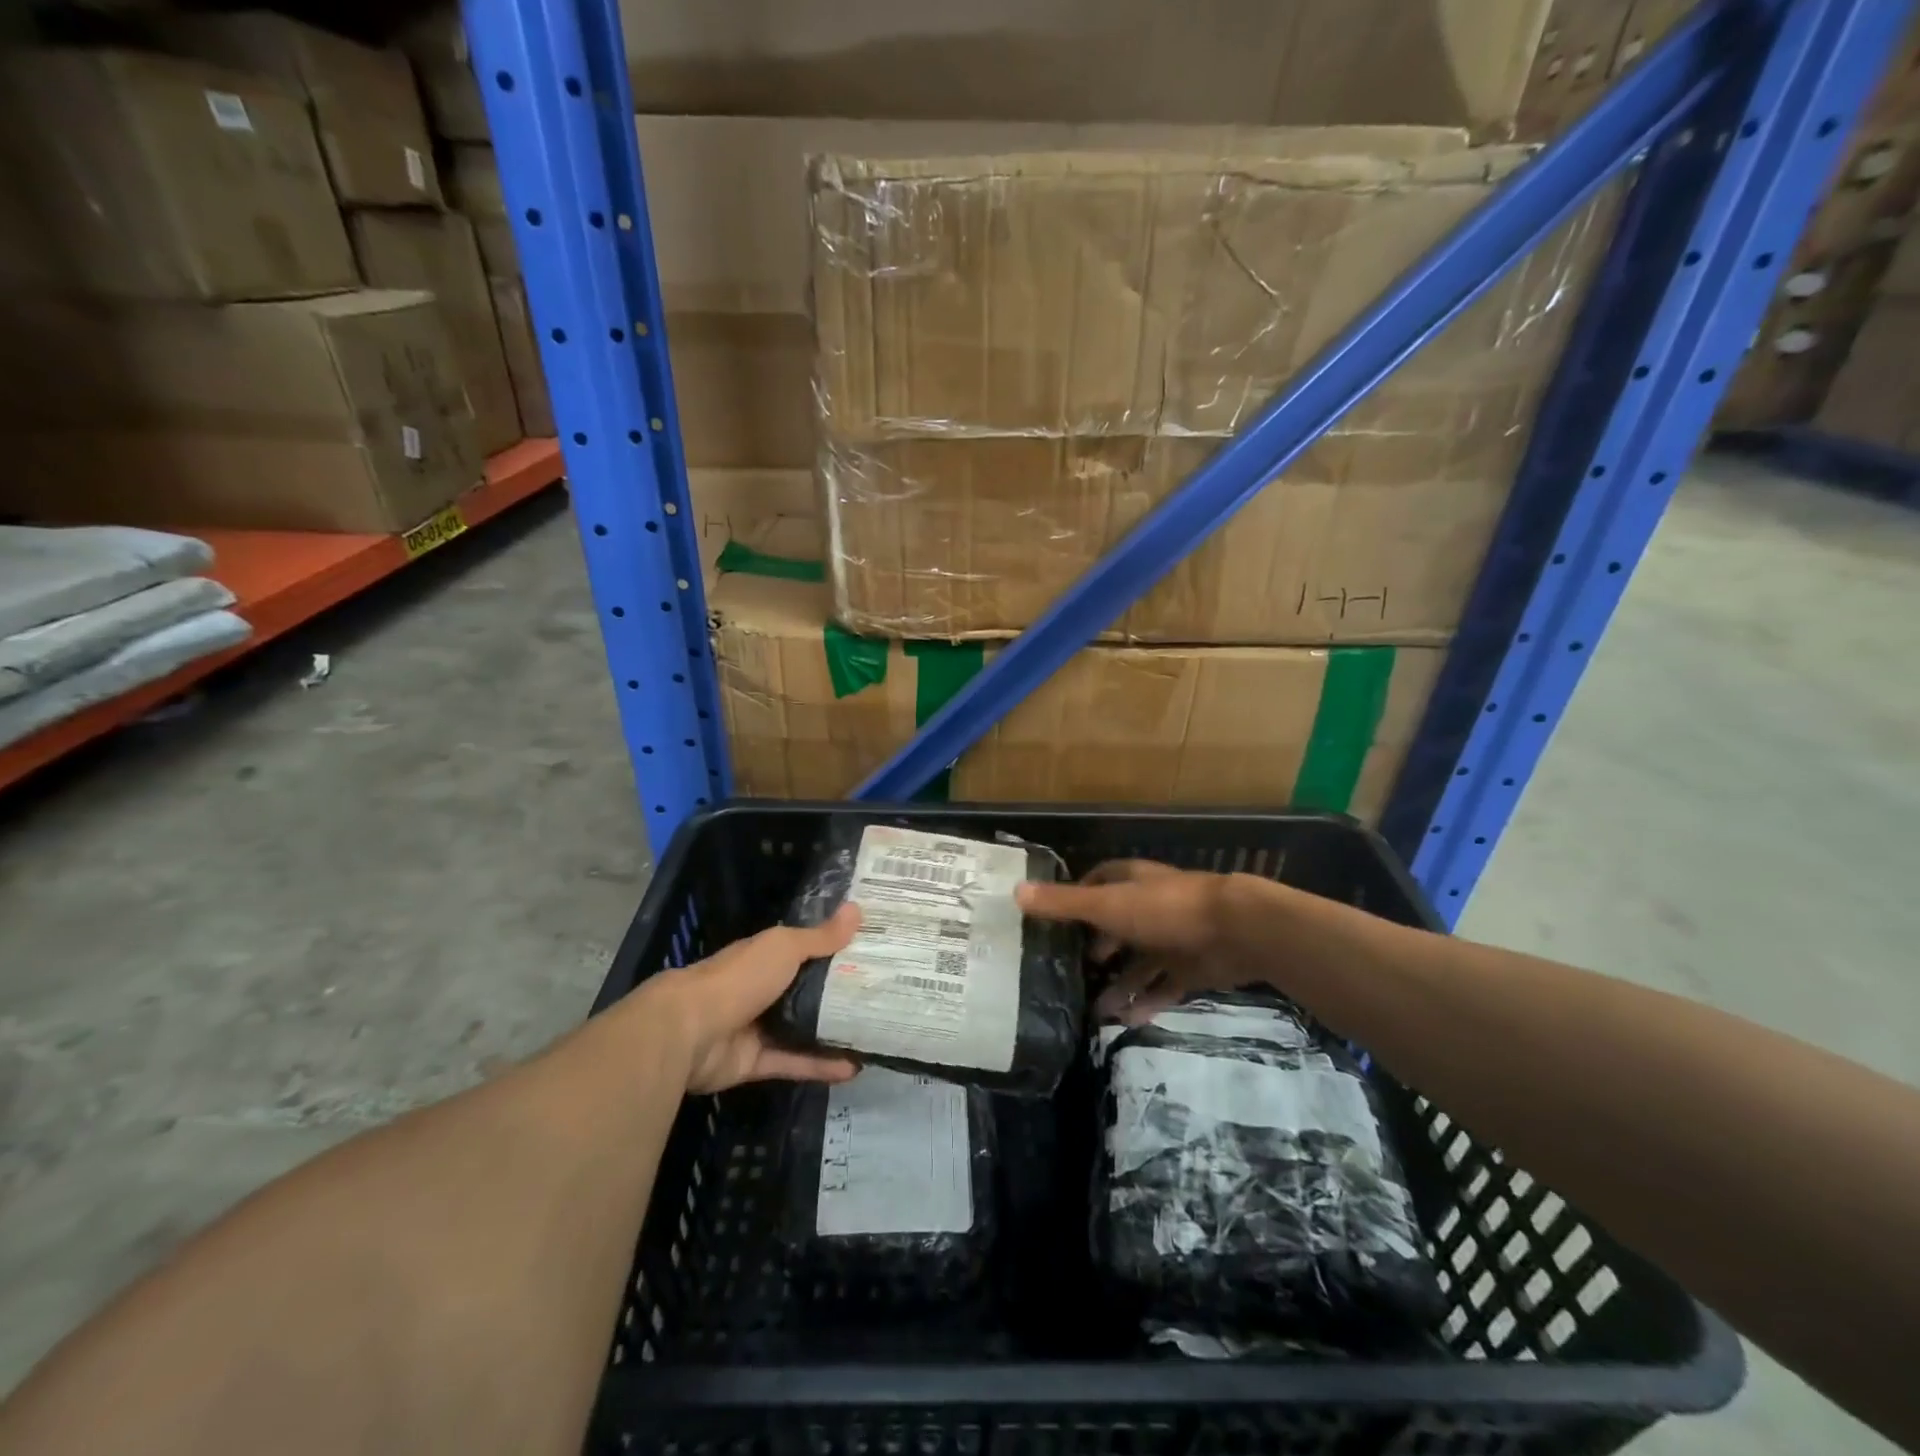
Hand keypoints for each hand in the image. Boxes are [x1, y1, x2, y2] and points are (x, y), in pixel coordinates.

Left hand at [645, 906, 863, 1093]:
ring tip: (873, 1033)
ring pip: (802, 1029)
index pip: (804, 949)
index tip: (870, 951)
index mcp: (765, 957)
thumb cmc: (739, 977)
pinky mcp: (755, 1062)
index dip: (834, 949)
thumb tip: (857, 909)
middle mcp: (761, 989)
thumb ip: (820, 937)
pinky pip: (794, 1062)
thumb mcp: (784, 947)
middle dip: (839, 993)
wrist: (689, 1031)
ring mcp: (757, 1027)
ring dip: (833, 1032)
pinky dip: (821, 1066)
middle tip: (881, 995)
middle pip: (806, 990)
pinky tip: (853, 1069)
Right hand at [1016, 860, 1250, 1022]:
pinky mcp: (1192, 967)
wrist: (1236, 931)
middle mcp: (1150, 907)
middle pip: (1117, 926)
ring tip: (1094, 1012)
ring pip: (1139, 963)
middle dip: (1096, 949)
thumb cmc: (1165, 909)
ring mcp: (1173, 938)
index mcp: (1131, 883)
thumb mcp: (1108, 905)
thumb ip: (1064, 903)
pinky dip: (1147, 1002)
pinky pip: (1164, 987)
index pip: (1098, 883)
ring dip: (1119, 985)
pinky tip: (1128, 1021)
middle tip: (1071, 973)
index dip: (1077, 898)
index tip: (1054, 922)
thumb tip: (1015, 893)